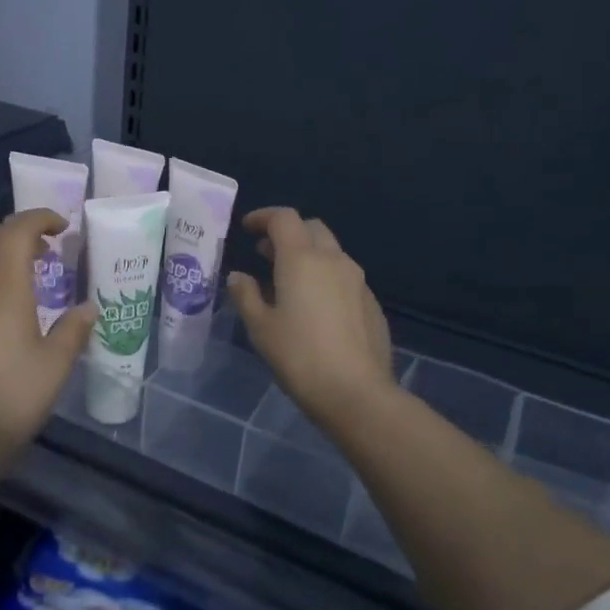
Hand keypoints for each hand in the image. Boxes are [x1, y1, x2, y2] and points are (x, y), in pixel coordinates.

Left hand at [0, 208, 95, 473]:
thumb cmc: (13, 400)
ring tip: (24, 272)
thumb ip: (74, 330)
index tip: (63, 227)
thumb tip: (88, 308)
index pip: (15, 232)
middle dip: (15, 230)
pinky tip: (1, 304)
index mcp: (2, 290)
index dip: (39, 219)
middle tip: (46, 249)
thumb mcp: (56, 366)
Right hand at [227, 208, 395, 426]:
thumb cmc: (299, 356)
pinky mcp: (371, 302)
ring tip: (287, 281)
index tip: (247, 228)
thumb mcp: (260, 327)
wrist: (356, 392)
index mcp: (302, 259)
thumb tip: (238, 276)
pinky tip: (314, 307)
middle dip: (287, 233)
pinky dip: (325, 277)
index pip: (283, 218)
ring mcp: (358, 280)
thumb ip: (246, 295)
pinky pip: (344, 276)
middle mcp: (333, 260)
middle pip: (311, 228)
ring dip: (308, 255)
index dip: (263, 217)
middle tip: (265, 253)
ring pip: (331, 252)